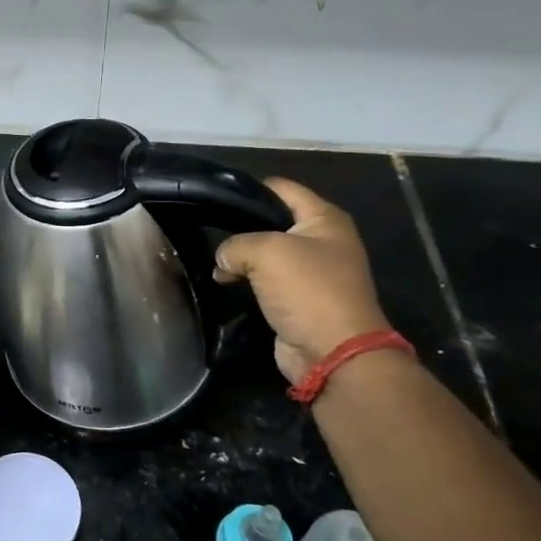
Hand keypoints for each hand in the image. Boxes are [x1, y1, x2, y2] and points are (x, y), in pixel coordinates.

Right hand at [213, 178, 389, 384]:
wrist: (332, 352)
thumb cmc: (307, 290)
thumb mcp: (266, 252)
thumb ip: (236, 244)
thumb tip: (223, 259)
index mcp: (324, 219)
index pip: (281, 188)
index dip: (249, 189)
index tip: (215, 196)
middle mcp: (322, 240)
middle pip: (272, 221)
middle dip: (241, 226)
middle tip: (208, 229)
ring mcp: (312, 271)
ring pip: (266, 253)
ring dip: (241, 258)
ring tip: (214, 262)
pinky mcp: (298, 299)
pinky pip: (266, 280)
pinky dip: (246, 280)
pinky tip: (223, 282)